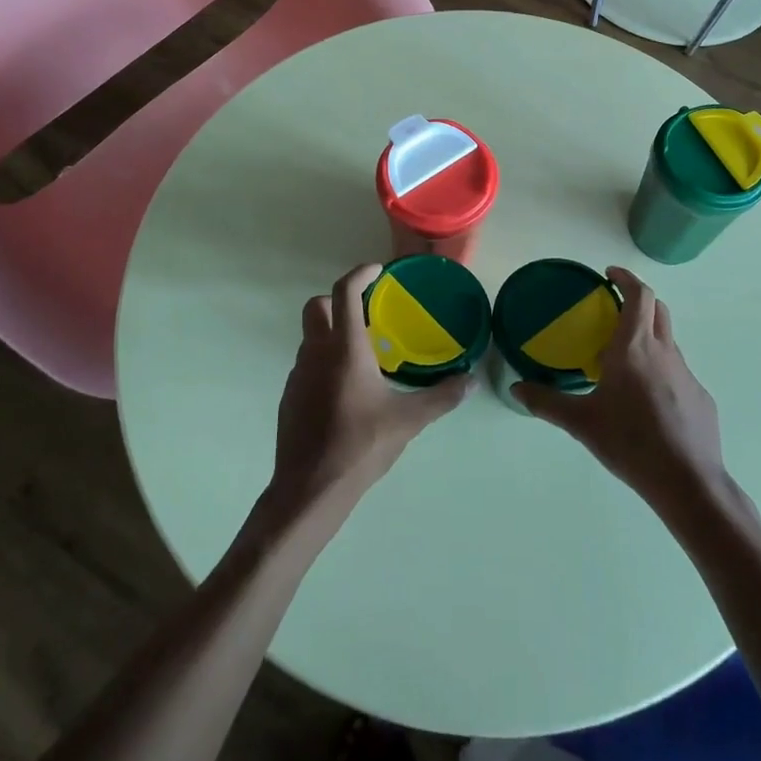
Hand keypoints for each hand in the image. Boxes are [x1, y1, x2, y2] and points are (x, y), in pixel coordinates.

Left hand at [265, 264, 468, 523]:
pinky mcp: (290, 397)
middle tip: (366, 313)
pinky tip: (345, 391)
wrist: (310, 489)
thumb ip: (441, 397)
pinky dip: (323, 363)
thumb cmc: (361, 445)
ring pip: (310, 337)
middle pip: (317, 306)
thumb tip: (470, 380)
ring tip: (362, 356)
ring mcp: (298, 374)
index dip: (359, 273)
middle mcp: (316, 352)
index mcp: (345, 348)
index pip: (345, 292)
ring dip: (332, 334)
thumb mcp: (409, 420)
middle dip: (338, 300)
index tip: (377, 271)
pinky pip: (306, 365)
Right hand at [513, 267, 727, 514]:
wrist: (688, 483)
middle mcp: (663, 351)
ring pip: (667, 340)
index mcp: (634, 348)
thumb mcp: (582, 423)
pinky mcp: (700, 396)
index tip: (609, 275)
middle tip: (614, 309)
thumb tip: (516, 389)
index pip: (638, 294)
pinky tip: (646, 400)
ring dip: (648, 336)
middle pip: (657, 309)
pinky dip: (660, 369)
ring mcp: (686, 373)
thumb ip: (547, 402)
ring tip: (624, 358)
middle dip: (637, 300)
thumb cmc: (631, 443)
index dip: (626, 278)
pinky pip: (677, 371)